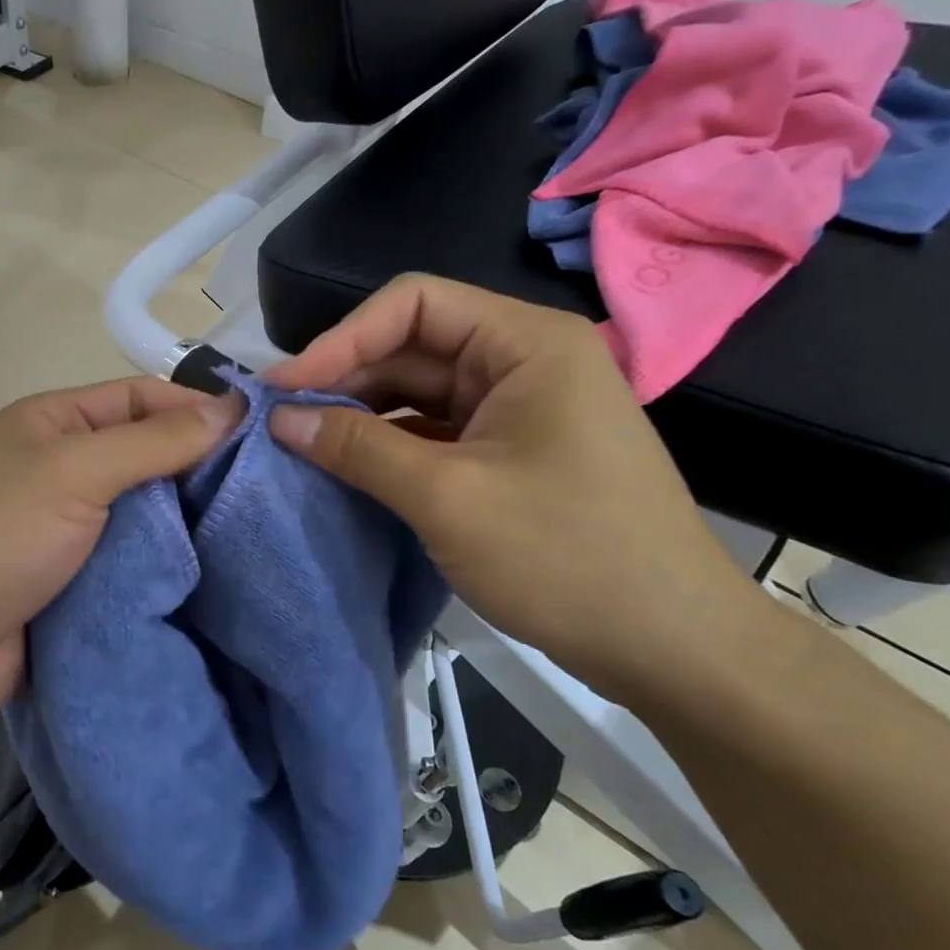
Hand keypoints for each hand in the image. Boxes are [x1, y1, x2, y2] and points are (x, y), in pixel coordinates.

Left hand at [0, 378, 240, 742]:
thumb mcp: (73, 473)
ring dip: (191, 519)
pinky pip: (137, 558)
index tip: (264, 431)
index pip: (141, 398)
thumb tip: (232, 409)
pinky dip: (172, 561)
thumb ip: (152, 442)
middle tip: (273, 486)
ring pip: (148, 510)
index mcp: (54, 422)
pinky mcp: (80, 579)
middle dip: (202, 465)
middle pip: (149, 453)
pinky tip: (220, 568)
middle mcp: (64, 466)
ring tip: (260, 527)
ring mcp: (71, 526)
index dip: (198, 408)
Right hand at [262, 276, 777, 695]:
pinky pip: (436, 432)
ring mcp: (519, 409)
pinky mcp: (512, 453)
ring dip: (362, 415)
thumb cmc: (566, 556)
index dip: (341, 339)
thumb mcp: (447, 498)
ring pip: (420, 392)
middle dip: (345, 379)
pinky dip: (390, 446)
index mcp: (525, 343)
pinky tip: (348, 467)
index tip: (284, 389)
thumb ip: (358, 449)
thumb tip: (281, 419)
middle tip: (280, 421)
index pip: (413, 304)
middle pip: (413, 346)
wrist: (669, 646)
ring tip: (301, 445)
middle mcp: (523, 361)